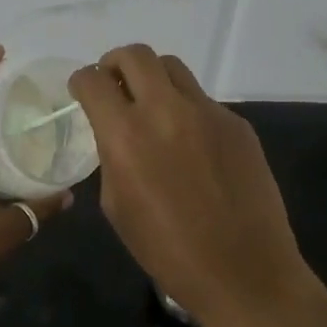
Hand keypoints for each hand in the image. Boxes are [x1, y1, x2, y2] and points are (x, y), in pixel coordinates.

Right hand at [69, 44, 307, 326]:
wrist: (244, 272)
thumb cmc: (169, 251)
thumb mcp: (118, 206)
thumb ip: (112, 156)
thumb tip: (117, 133)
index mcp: (126, 135)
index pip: (93, 81)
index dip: (82, 81)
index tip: (83, 91)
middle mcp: (165, 110)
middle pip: (135, 55)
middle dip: (115, 63)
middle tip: (115, 85)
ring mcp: (207, 111)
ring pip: (172, 67)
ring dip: (153, 78)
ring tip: (153, 106)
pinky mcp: (237, 122)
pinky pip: (203, 100)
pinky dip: (187, 110)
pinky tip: (193, 146)